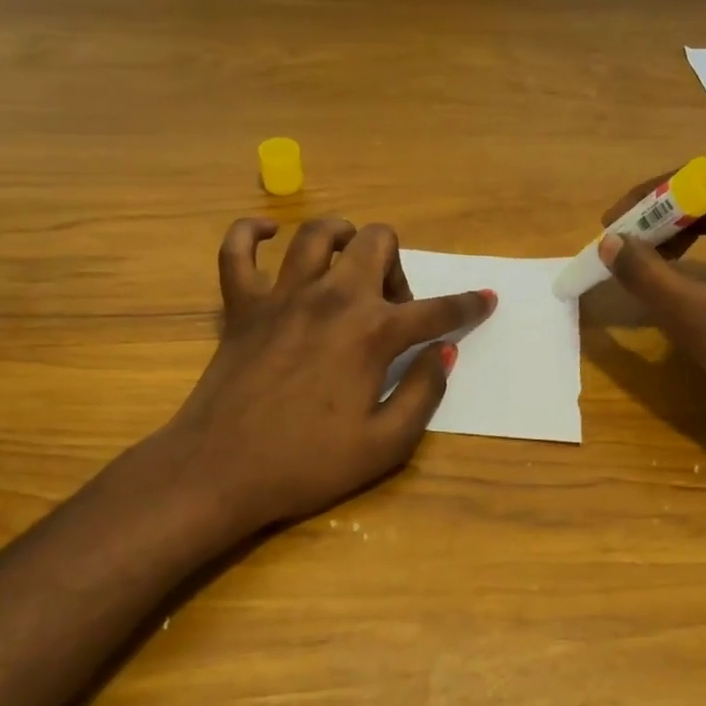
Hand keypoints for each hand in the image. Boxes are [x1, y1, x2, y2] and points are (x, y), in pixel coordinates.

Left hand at [162, 217, 494, 534]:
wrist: (219, 472)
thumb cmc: (307, 464)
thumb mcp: (385, 444)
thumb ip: (423, 393)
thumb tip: (443, 354)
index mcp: (372, 332)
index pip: (435, 310)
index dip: (467, 305)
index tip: (486, 299)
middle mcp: (332, 298)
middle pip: (377, 243)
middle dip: (397, 267)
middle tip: (389, 309)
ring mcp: (282, 295)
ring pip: (318, 234)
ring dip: (343, 240)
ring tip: (348, 266)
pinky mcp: (241, 305)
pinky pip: (237, 250)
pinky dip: (250, 233)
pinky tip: (266, 233)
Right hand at [597, 175, 705, 436]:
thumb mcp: (695, 314)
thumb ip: (646, 274)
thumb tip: (610, 243)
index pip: (697, 180)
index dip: (648, 197)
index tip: (613, 226)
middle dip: (661, 218)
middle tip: (624, 246)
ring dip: (681, 235)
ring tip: (647, 262)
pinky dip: (705, 252)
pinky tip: (685, 278)